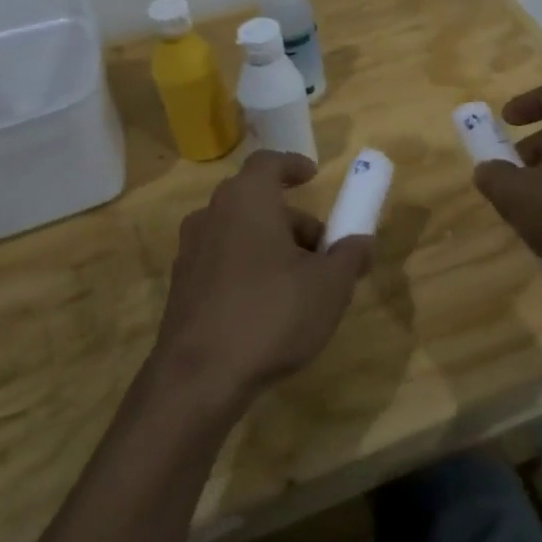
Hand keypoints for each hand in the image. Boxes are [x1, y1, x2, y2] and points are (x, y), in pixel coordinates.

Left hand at [152, 151, 372, 411]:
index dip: (293, 166)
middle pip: (258, 203)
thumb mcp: (330, 285)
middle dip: (294, 222)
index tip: (314, 176)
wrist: (199, 378)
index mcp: (246, 200)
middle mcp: (212, 215)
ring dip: (272, 248)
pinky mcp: (180, 288)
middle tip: (323, 251)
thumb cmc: (271, 314)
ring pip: (240, 235)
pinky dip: (248, 270)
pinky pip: (223, 263)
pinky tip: (268, 309)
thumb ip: (350, 255)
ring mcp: (190, 252)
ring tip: (302, 286)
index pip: (268, 163)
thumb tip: (361, 242)